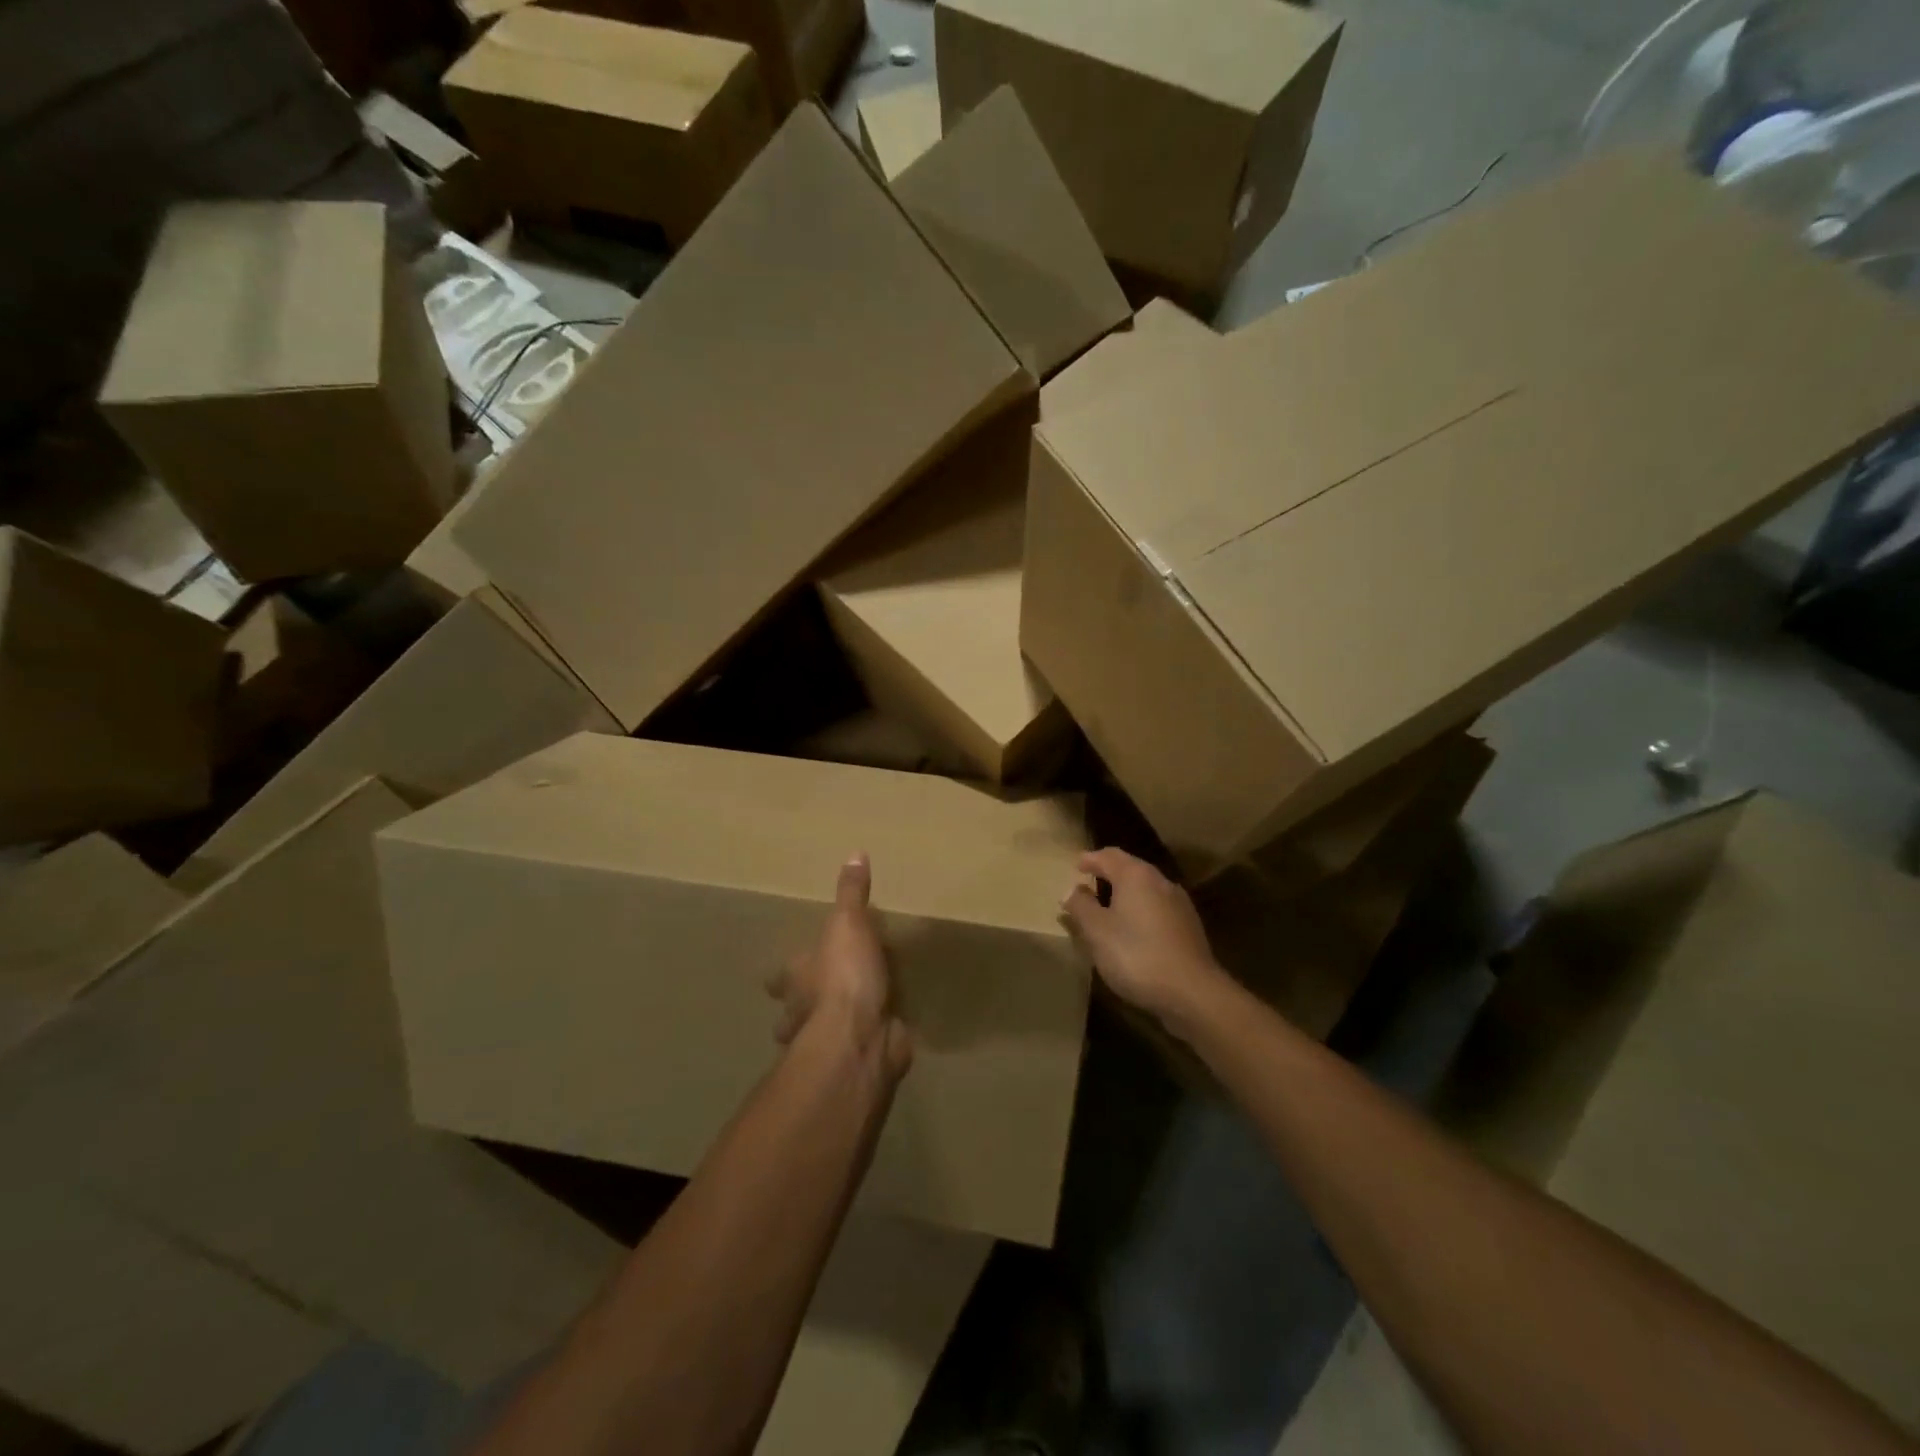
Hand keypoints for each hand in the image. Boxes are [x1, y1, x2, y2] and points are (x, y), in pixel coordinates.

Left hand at [769, 854, 912, 1080]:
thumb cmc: (843, 976)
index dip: (784, 974)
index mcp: (797, 979)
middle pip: (794, 1011)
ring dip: (831, 1028)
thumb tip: (855, 852)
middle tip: (817, 999)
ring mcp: (827, 1041)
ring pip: (821, 1035)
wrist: (860, 1038)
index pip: (780, 977)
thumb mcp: (849, 924)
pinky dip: (869, 1041)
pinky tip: (883, 1033)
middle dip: (802, 1008)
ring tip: (851, 1018)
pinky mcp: (856, 1058)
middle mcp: (803, 1012)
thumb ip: (851, 894)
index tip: (787, 971)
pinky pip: (861, 1047)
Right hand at [1061, 848, 1228, 1030]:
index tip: (1076, 866)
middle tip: (1089, 883)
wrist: (1192, 992)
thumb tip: (1071, 889)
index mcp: (1136, 875)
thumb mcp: (1097, 931)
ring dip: (1125, 894)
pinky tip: (1133, 930)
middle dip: (1108, 873)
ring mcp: (1179, 904)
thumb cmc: (1136, 955)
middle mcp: (1160, 881)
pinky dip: (1140, 910)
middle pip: (1130, 868)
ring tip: (1107, 907)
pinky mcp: (1188, 927)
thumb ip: (1081, 906)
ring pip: (1145, 889)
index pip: (1109, 856)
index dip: (1090, 859)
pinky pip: (1157, 908)